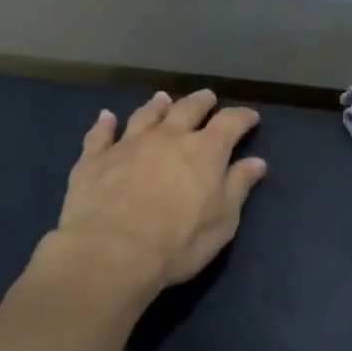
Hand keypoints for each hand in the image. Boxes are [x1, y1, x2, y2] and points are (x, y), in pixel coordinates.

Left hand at [47, 89, 267, 293]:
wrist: (110, 252)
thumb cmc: (177, 242)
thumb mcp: (222, 222)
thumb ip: (238, 187)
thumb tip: (256, 162)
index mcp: (205, 151)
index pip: (230, 123)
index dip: (242, 117)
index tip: (250, 118)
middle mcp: (167, 137)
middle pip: (187, 109)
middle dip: (201, 102)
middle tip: (207, 98)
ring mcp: (128, 144)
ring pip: (146, 115)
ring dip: (157, 106)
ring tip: (163, 99)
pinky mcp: (94, 158)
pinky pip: (100, 134)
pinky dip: (105, 123)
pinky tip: (106, 117)